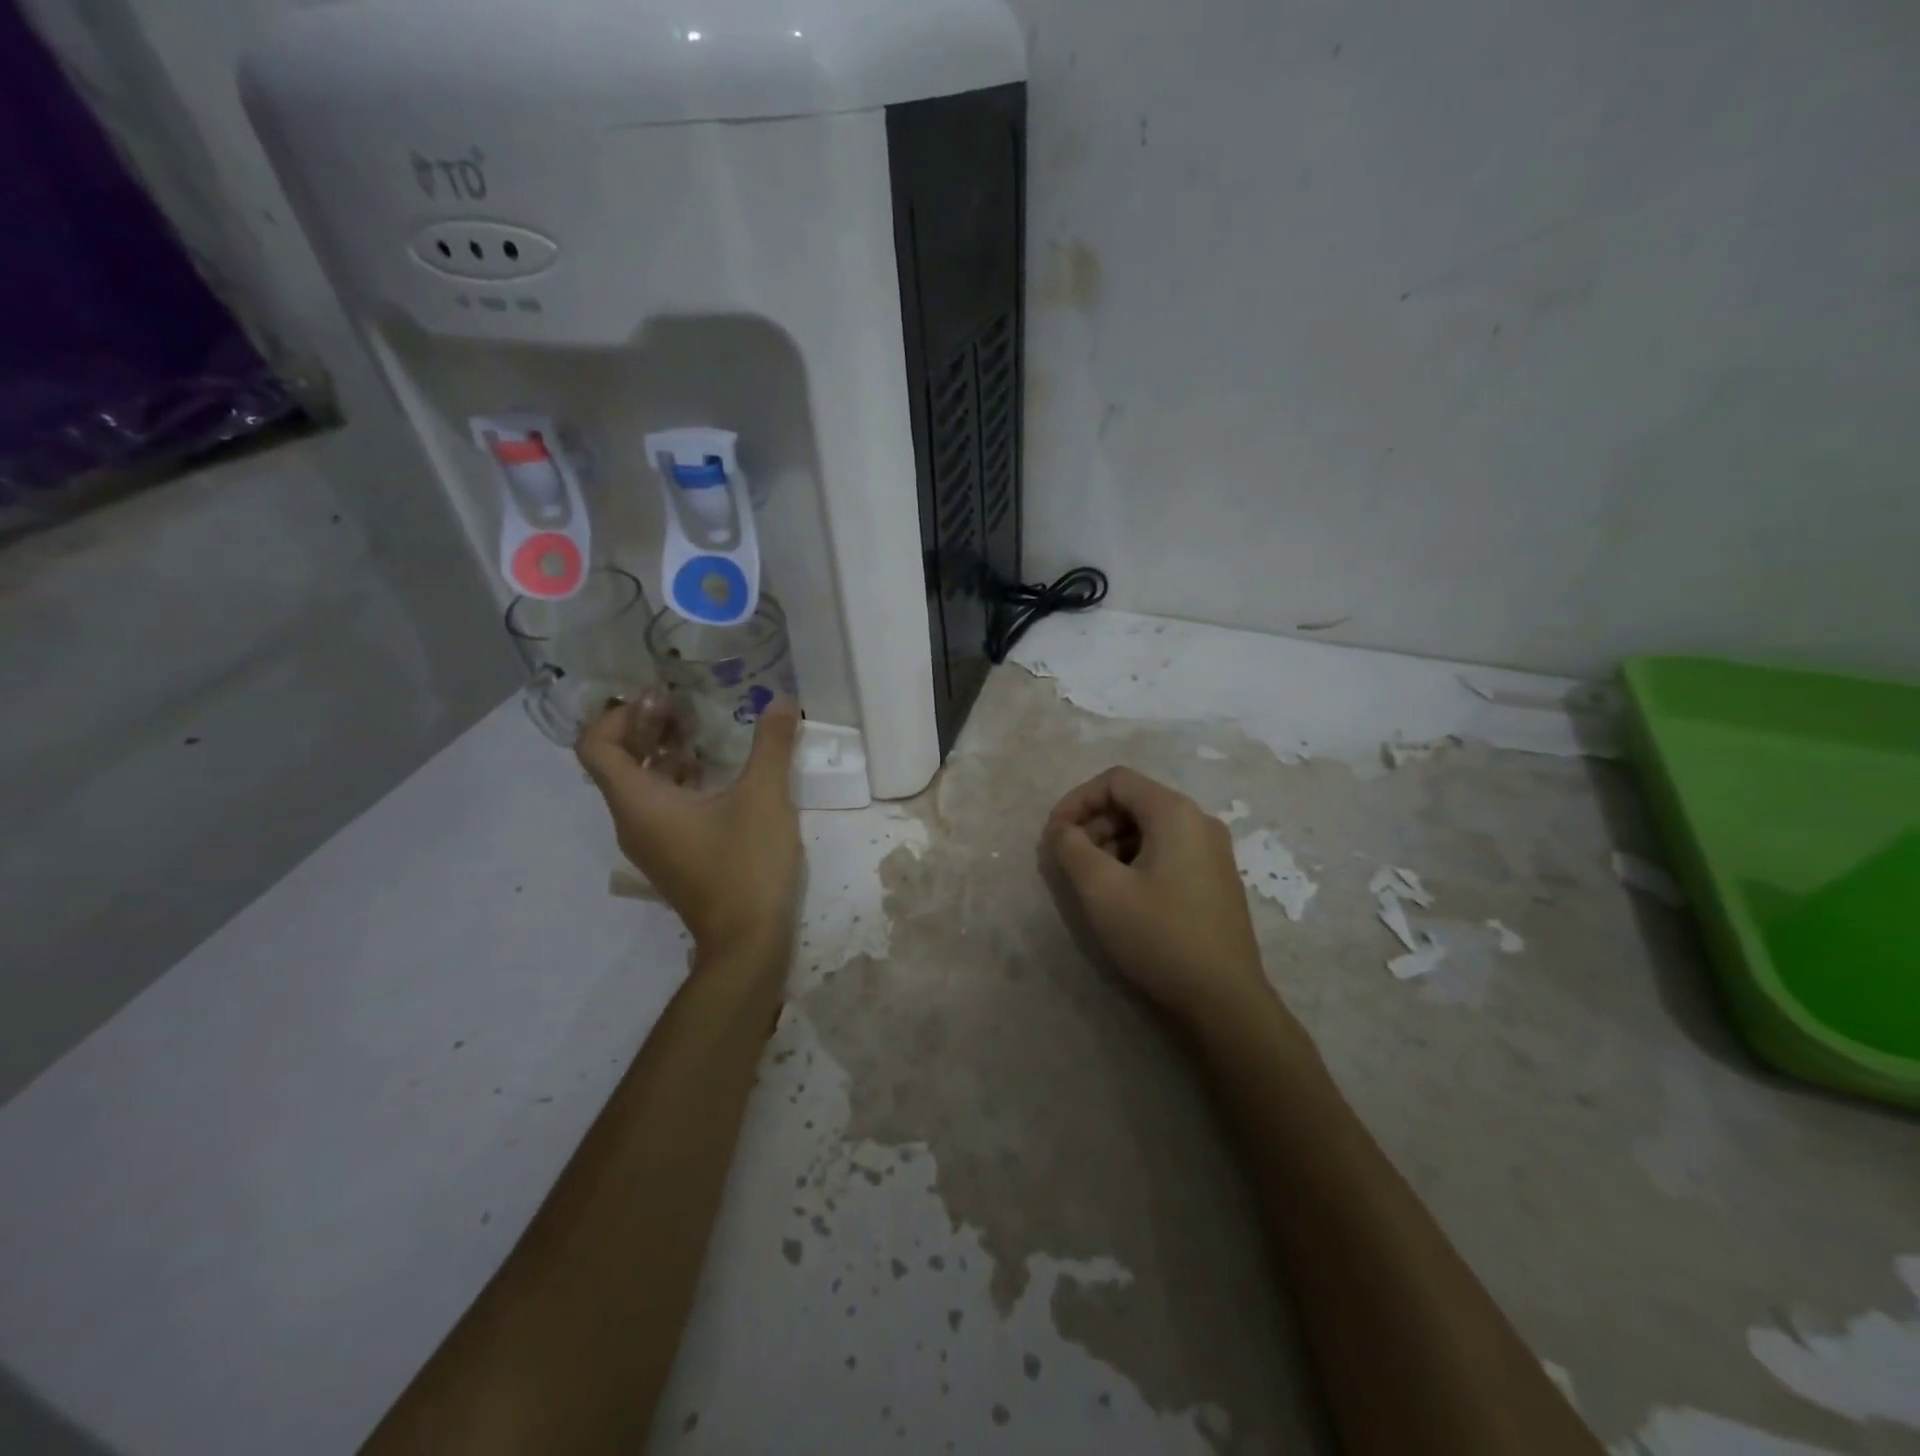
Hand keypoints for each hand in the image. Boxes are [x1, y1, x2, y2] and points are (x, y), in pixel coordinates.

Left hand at [576, 690, 802, 966]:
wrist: (747, 942)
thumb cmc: (746, 865)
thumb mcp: (764, 797)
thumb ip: (771, 745)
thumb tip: (779, 700)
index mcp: (639, 803)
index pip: (596, 746)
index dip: (619, 714)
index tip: (659, 696)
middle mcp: (632, 821)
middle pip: (616, 762)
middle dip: (644, 727)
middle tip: (681, 703)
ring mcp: (651, 843)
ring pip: (639, 785)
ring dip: (662, 753)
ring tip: (699, 730)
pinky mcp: (672, 856)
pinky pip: (659, 806)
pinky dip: (676, 780)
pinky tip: (715, 772)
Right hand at [1039, 766, 1272, 1023]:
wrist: (1225, 1000)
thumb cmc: (1160, 936)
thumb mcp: (1102, 889)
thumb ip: (1071, 848)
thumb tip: (1060, 829)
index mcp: (1175, 812)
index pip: (1115, 781)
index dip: (1076, 801)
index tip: (1053, 836)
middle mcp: (1199, 821)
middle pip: (1133, 802)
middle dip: (1093, 825)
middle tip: (1069, 863)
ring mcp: (1212, 852)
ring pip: (1148, 829)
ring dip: (1111, 845)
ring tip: (1092, 884)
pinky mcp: (1214, 880)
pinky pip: (1166, 852)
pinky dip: (1135, 862)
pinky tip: (1123, 897)